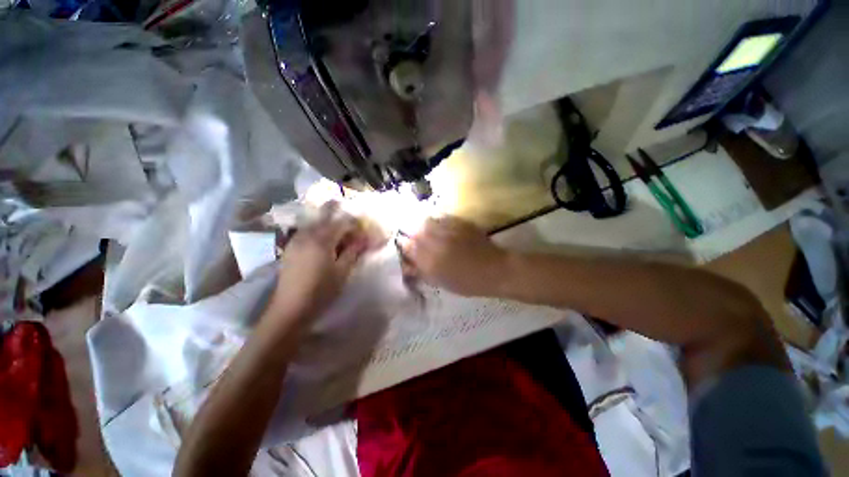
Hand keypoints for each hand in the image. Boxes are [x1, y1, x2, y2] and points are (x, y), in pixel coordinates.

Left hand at [269, 202, 369, 322]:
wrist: (290, 308)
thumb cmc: (321, 290)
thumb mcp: (342, 271)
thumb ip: (353, 251)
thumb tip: (364, 239)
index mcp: (322, 240)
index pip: (342, 222)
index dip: (355, 224)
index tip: (363, 231)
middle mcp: (307, 234)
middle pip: (325, 216)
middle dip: (338, 214)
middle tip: (349, 219)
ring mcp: (296, 240)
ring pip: (314, 223)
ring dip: (328, 223)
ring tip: (338, 233)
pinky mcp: (290, 248)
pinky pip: (307, 232)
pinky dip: (318, 231)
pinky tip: (323, 242)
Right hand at [401, 216, 508, 295]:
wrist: (495, 270)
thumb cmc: (468, 282)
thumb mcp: (441, 282)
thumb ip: (422, 271)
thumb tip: (408, 264)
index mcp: (431, 261)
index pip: (408, 247)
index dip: (406, 247)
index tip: (408, 249)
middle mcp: (437, 243)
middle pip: (416, 232)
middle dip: (414, 236)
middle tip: (419, 241)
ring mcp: (449, 230)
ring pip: (428, 222)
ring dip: (425, 227)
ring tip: (430, 233)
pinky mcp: (460, 222)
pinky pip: (442, 218)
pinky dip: (438, 222)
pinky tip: (443, 229)